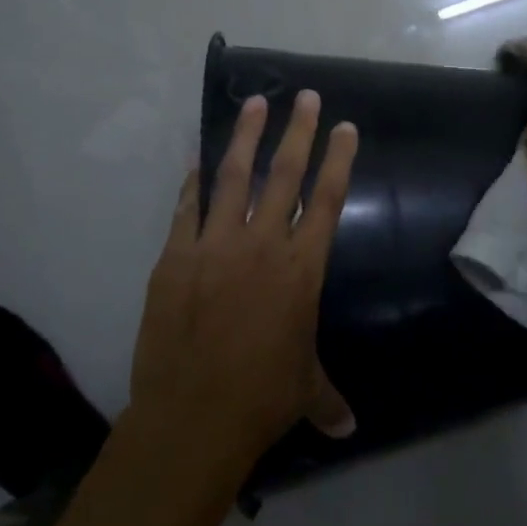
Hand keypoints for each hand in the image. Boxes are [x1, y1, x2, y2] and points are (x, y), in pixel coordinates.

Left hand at [131, 91, 358, 476]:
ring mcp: (215, 246)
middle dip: (297, 131)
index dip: (339, 159)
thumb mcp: (304, 391)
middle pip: (285, 174)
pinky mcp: (175, 257)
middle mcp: (262, 244)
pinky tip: (197, 157)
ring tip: (255, 103)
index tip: (345, 127)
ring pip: (234, 178)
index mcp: (302, 268)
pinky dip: (193, 180)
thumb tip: (351, 430)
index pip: (327, 199)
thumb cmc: (261, 399)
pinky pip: (187, 208)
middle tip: (304, 96)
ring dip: (246, 138)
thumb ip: (328, 398)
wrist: (192, 416)